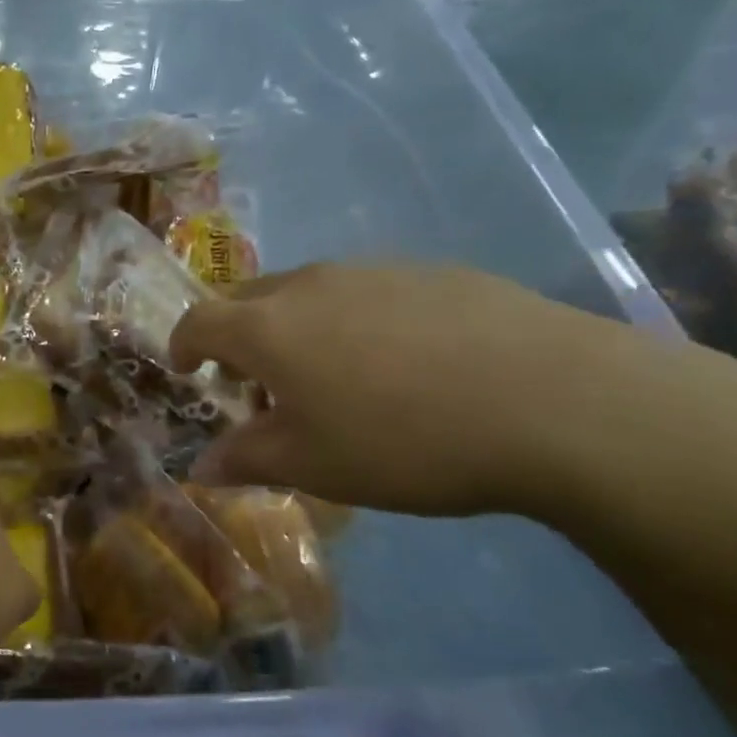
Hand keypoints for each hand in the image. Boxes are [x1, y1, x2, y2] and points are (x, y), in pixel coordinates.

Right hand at [169, 263, 681, 518]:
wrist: (553, 400)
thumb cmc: (404, 440)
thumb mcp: (313, 466)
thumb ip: (246, 459)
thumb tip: (200, 466)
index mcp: (267, 327)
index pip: (198, 321)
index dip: (183, 346)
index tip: (187, 372)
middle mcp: (309, 285)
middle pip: (248, 299)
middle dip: (238, 337)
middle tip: (260, 385)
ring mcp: (373, 271)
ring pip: (309, 292)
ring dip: (297, 328)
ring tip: (333, 377)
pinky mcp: (430, 272)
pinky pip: (367, 291)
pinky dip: (355, 320)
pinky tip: (404, 363)